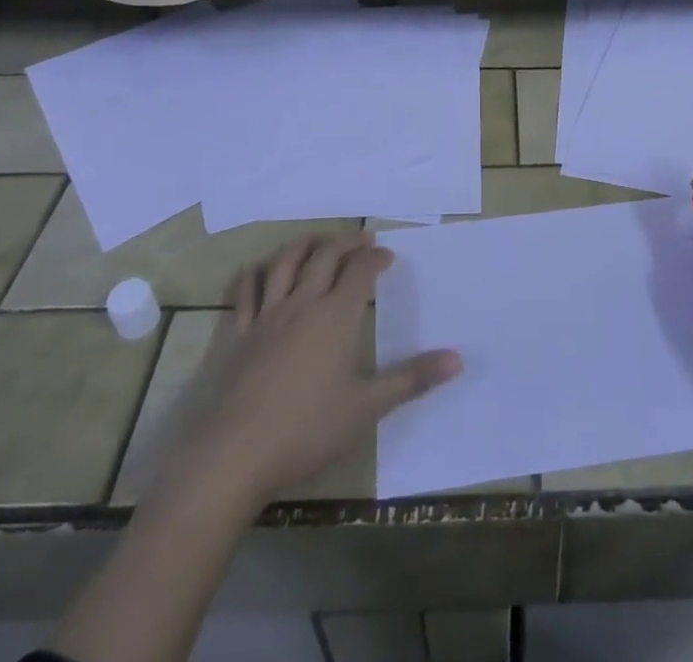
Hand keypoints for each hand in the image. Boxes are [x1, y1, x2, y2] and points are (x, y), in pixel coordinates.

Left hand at [152, 233, 460, 509]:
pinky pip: (246, 293)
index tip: (388, 256)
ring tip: (318, 240)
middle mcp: (303, 304)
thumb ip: (412, 379)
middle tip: (362, 239)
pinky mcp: (239, 335)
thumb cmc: (307, 430)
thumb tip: (458, 359)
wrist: (235, 453)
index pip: (361, 271)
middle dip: (346, 242)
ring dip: (304, 245)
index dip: (376, 258)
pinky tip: (258, 270)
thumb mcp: (367, 408)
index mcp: (337, 316)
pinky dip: (254, 275)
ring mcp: (267, 316)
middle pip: (325, 257)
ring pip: (285, 264)